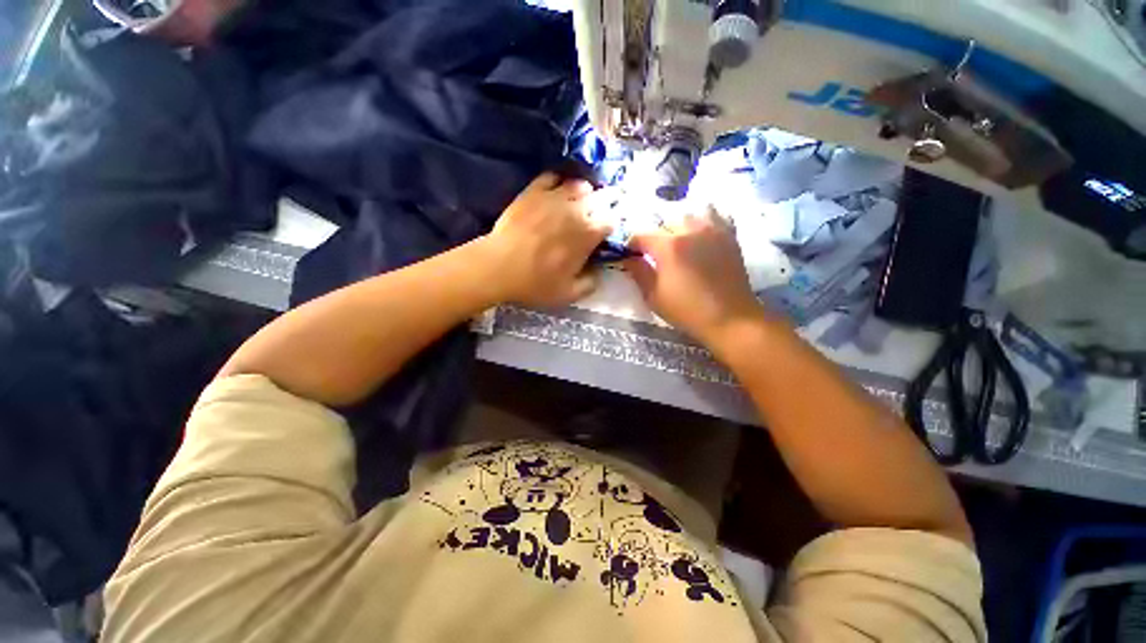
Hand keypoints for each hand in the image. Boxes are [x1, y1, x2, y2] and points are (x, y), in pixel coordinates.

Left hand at [482, 172, 612, 307]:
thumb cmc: (536, 283)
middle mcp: (577, 209)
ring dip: (584, 193)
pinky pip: (553, 177)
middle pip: (601, 197)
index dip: (612, 225)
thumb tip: (599, 272)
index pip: (612, 220)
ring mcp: (554, 196)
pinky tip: (557, 191)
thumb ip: (591, 283)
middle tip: (598, 214)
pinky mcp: (533, 190)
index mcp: (589, 233)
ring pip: (579, 184)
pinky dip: (559, 182)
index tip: (606, 232)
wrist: (499, 267)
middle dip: (605, 204)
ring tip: (579, 202)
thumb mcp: (569, 294)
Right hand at [624, 207, 767, 345]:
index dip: (632, 245)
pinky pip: (714, 217)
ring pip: (689, 216)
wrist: (730, 319)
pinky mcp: (729, 236)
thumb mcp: (654, 296)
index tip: (630, 256)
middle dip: (655, 237)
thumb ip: (638, 272)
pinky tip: (700, 236)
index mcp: (669, 246)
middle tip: (654, 255)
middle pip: (664, 223)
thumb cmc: (687, 311)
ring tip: (678, 244)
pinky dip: (703, 221)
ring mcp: (713, 230)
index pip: (641, 235)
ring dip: (679, 227)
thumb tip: (628, 258)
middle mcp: (690, 230)